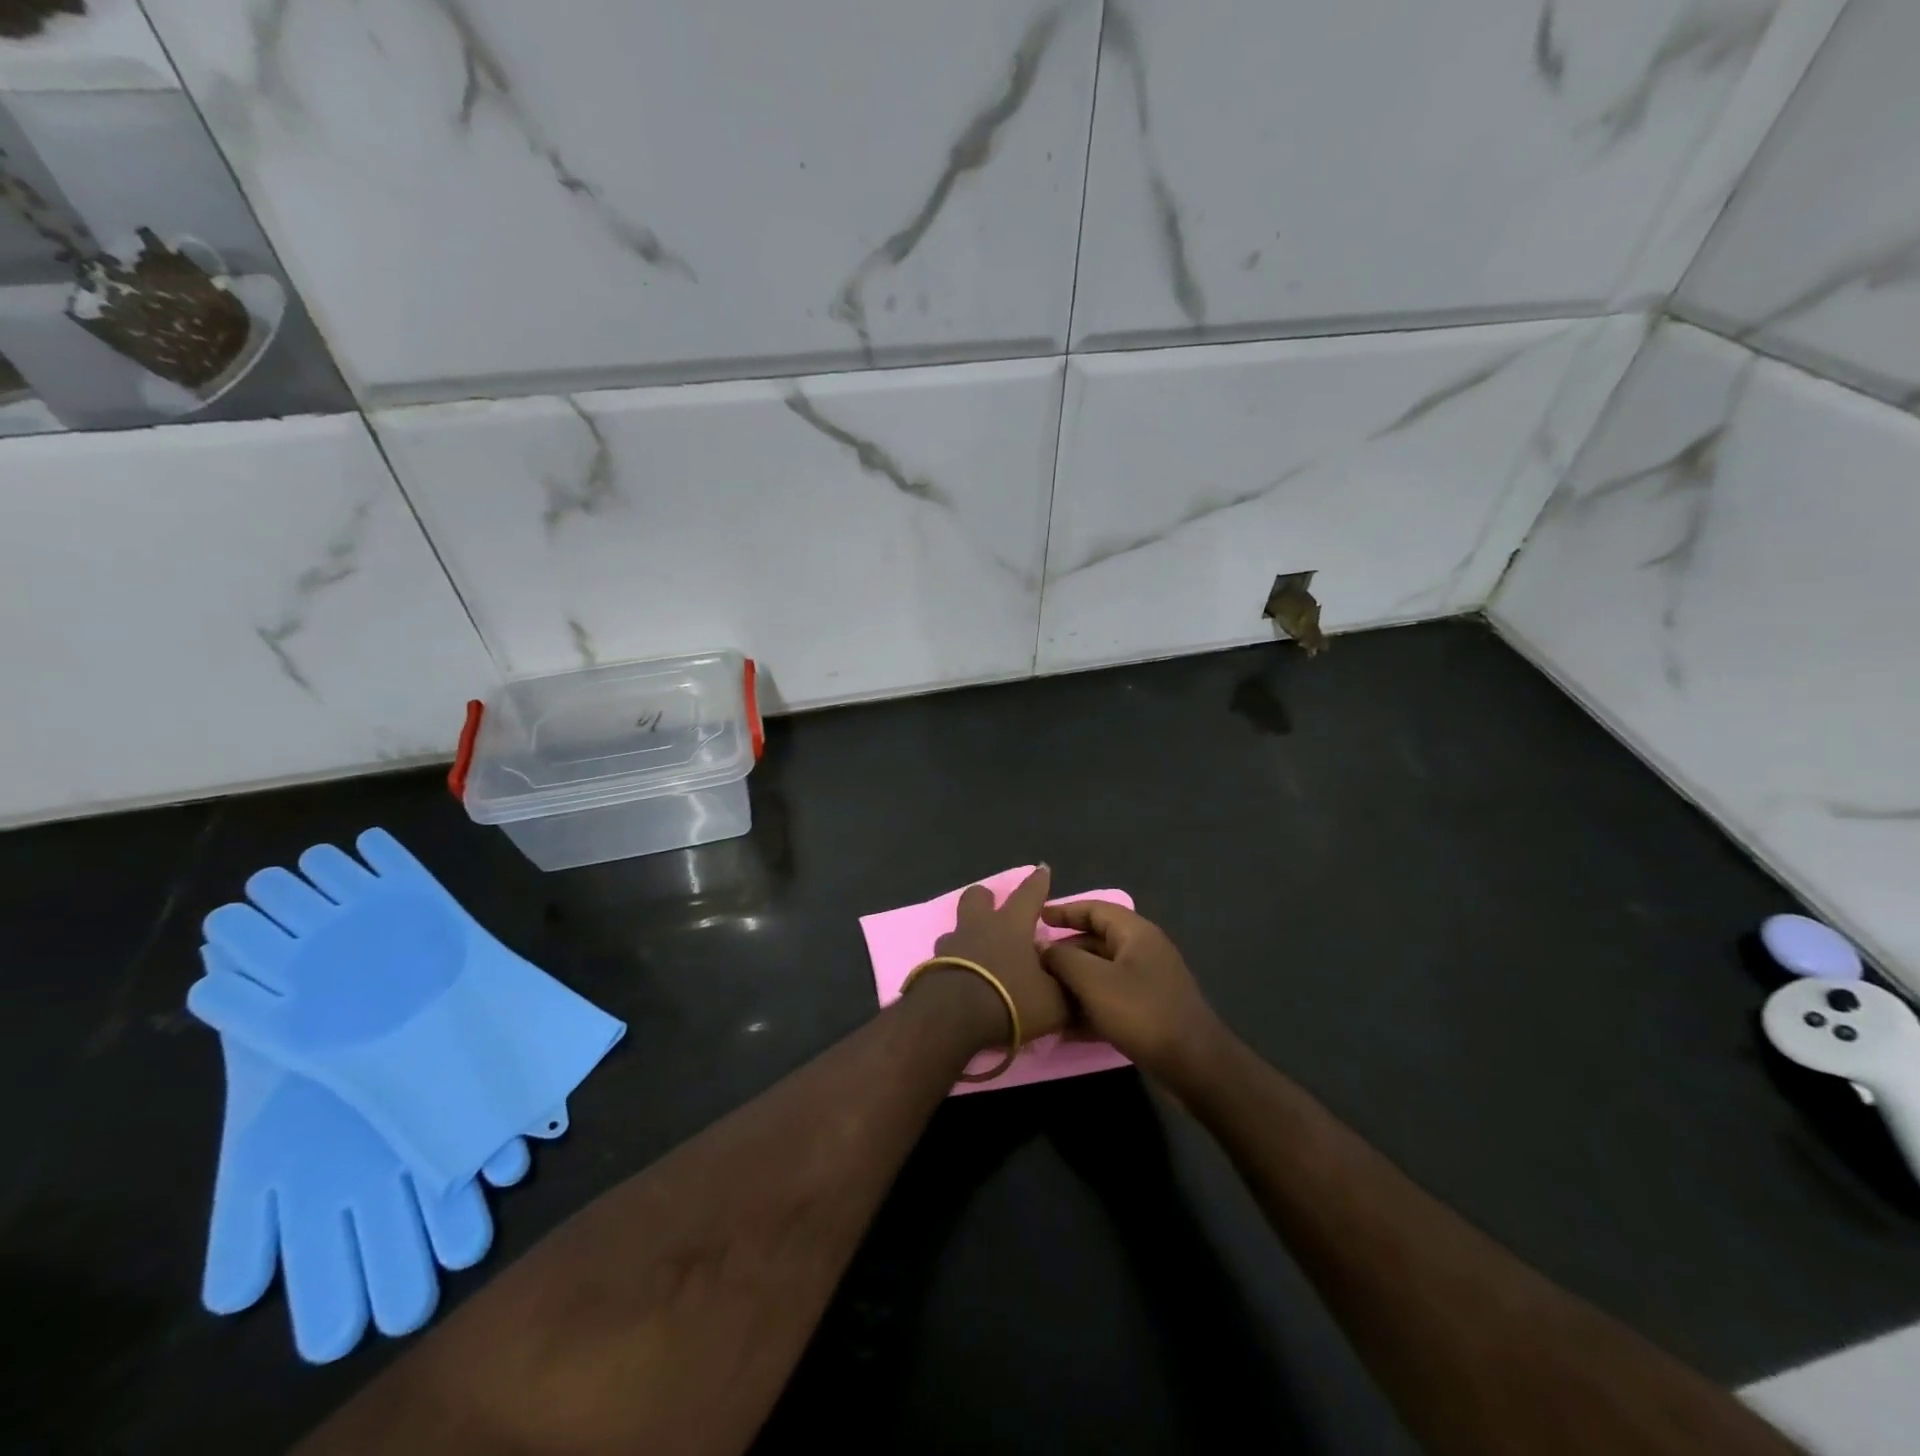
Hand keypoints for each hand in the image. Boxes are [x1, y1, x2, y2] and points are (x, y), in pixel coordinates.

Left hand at [922, 866, 1070, 1045]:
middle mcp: (978, 927)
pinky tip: (962, 983)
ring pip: (955, 930)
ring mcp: (949, 946)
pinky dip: (953, 966)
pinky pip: (943, 960)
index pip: (1029, 894)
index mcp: (1011, 925)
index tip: (1041, 869)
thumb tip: (1074, 980)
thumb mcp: (1053, 1002)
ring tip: (977, 957)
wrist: (952, 1019)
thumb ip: (1065, 989)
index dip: (1038, 882)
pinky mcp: (930, 968)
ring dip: (966, 938)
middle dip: (985, 898)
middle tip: (994, 909)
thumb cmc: (1009, 1000)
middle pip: (976, 898)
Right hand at [1040, 901, 1225, 1078]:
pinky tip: (1065, 1026)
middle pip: (1096, 941)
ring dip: (1073, 982)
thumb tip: (1041, 945)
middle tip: (1032, 962)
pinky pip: (1111, 999)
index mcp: (1135, 932)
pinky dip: (1089, 1007)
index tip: (1035, 917)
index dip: (1064, 911)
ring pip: (1101, 972)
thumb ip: (1063, 958)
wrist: (1195, 1065)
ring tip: (1042, 994)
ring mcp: (1147, 982)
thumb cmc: (1142, 1013)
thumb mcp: (1094, 981)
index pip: (1094, 909)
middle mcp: (1142, 950)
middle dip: (1064, 951)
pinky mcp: (1148, 1011)